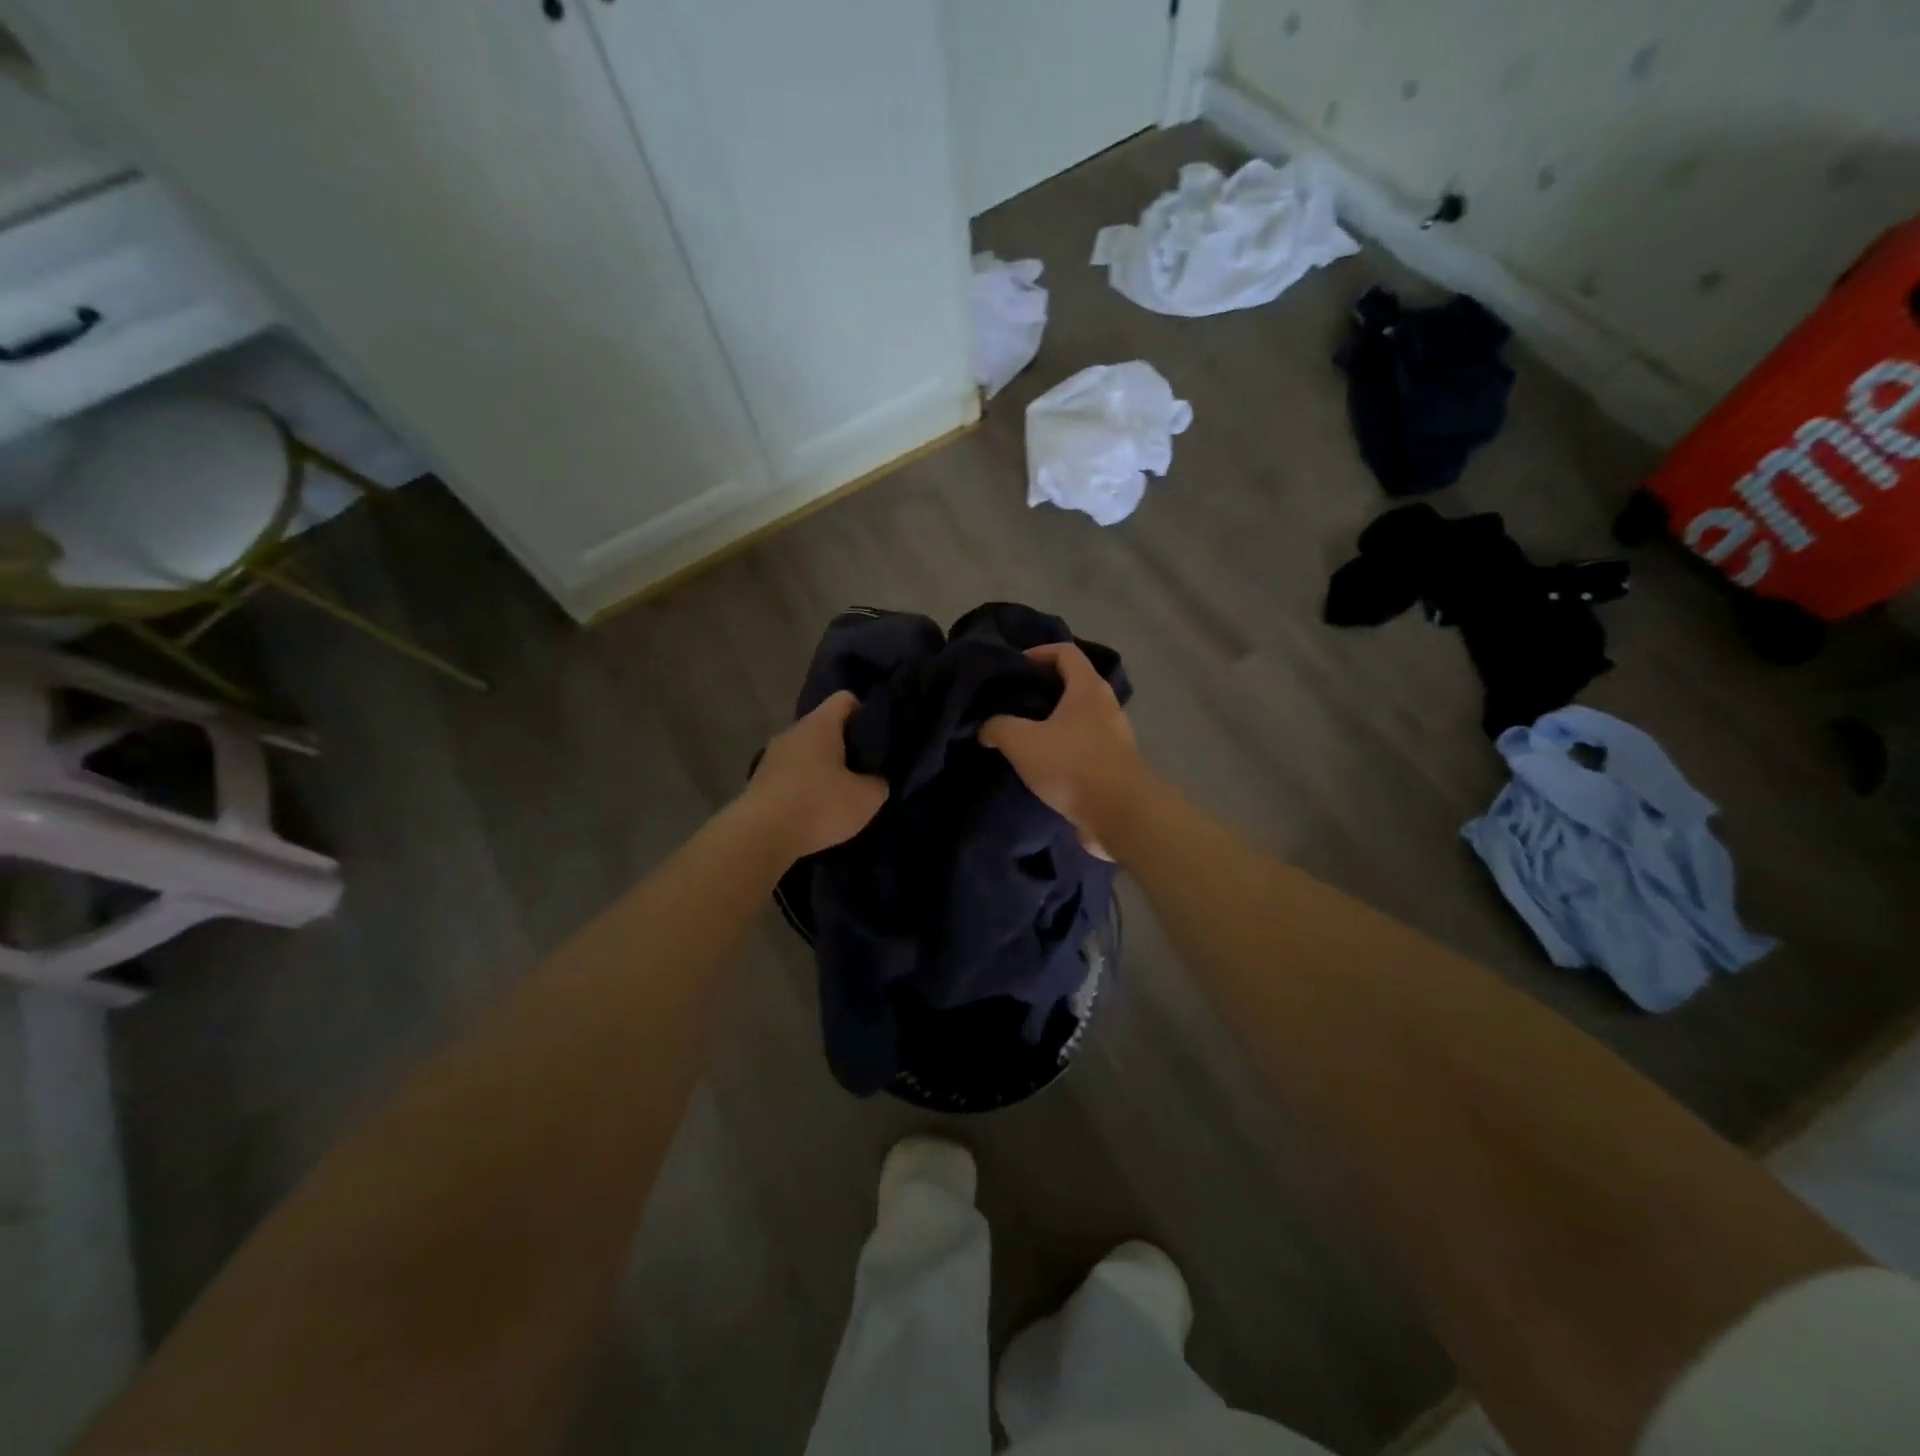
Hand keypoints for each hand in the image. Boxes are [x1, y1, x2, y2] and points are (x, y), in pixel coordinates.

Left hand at [743, 691, 888, 859]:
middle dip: (844, 746)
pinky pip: (790, 777)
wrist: (760, 836)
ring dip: (822, 770)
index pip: (845, 699)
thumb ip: (878, 783)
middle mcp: (792, 732)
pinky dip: (803, 789)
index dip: (865, 713)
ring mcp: (771, 757)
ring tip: (839, 794)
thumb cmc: (819, 805)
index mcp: (819, 724)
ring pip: (805, 754)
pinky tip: (814, 811)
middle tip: (864, 770)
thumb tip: (874, 781)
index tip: (877, 737)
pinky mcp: (758, 783)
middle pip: (824, 728)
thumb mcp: (867, 798)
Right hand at [981, 643, 1146, 848]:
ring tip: (1024, 735)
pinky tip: (1043, 764)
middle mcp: (1106, 705)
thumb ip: (998, 727)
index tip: (1014, 667)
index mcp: (1088, 688)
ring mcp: (1115, 736)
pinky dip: (1064, 747)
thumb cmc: (1071, 765)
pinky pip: (1085, 745)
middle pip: (1074, 683)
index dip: (1038, 652)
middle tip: (1013, 701)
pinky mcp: (1114, 764)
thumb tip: (987, 728)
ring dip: (1054, 721)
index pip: (1066, 652)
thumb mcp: (1022, 742)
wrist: (1118, 814)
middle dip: (1043, 689)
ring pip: (1079, 717)